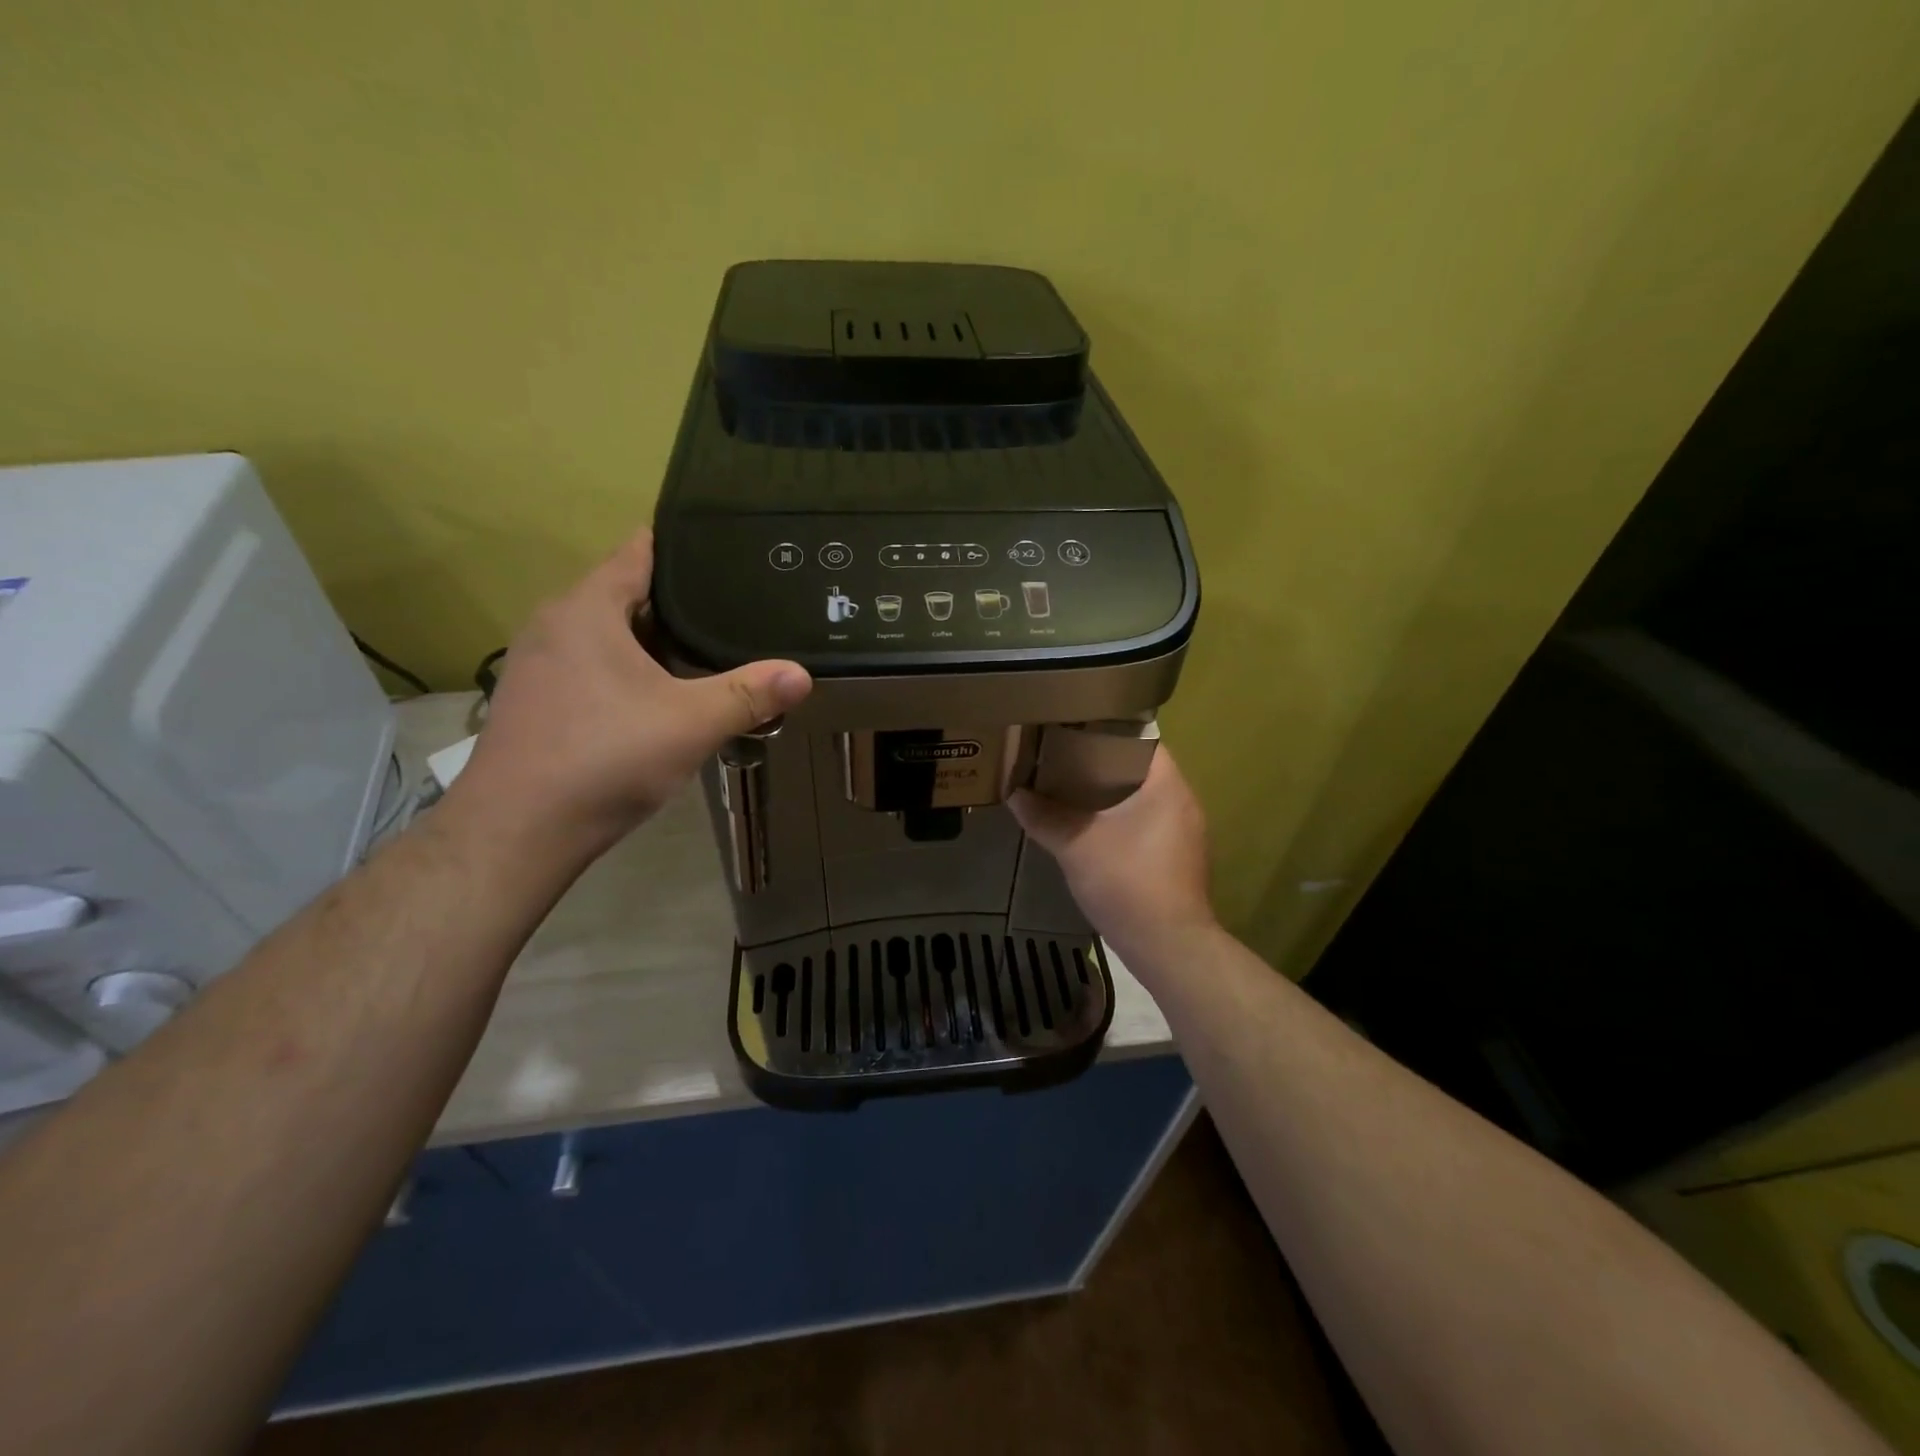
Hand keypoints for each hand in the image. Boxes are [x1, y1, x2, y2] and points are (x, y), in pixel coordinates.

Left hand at [452, 529, 811, 859]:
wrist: (518, 831)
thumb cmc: (605, 758)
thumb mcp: (691, 723)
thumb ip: (749, 695)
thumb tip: (803, 674)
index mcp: (586, 610)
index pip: (637, 552)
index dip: (681, 545)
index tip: (723, 547)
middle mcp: (554, 624)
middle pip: (624, 594)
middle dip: (676, 601)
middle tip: (734, 606)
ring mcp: (538, 664)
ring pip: (606, 634)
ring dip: (651, 641)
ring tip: (706, 648)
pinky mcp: (535, 701)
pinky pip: (590, 665)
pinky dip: (627, 669)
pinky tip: (659, 696)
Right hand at [1010, 748, 1217, 957]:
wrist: (1168, 947)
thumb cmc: (1128, 883)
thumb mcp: (1075, 846)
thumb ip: (1044, 817)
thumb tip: (1014, 794)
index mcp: (1167, 786)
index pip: (1141, 740)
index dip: (1107, 732)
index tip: (1073, 732)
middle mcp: (1183, 803)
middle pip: (1140, 771)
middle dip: (1101, 766)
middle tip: (1062, 761)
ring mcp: (1185, 835)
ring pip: (1143, 802)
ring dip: (1111, 798)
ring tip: (1070, 793)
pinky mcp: (1179, 862)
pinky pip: (1147, 827)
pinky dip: (1121, 823)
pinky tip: (1092, 833)